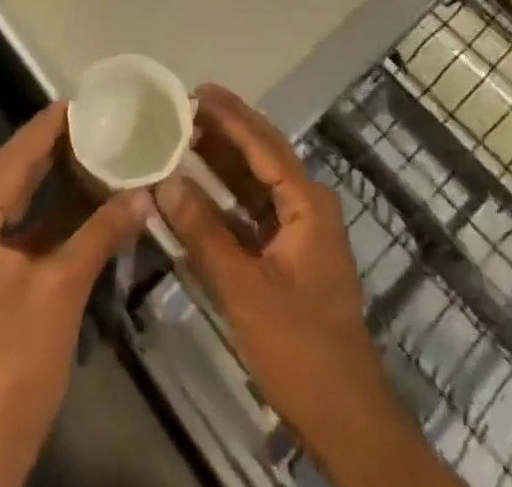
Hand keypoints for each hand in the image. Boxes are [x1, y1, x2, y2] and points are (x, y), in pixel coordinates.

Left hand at [0, 103, 149, 486]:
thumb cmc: (15, 364)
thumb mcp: (62, 290)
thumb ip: (101, 233)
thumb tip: (144, 194)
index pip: (11, 159)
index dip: (48, 128)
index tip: (84, 100)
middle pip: (7, 173)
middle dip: (50, 147)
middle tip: (95, 119)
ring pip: (9, 196)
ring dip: (48, 175)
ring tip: (90, 144)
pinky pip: (9, 223)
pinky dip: (41, 208)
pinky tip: (76, 191)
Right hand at [155, 85, 458, 486]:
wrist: (346, 420)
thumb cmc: (300, 349)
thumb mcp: (244, 289)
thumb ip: (203, 232)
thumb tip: (165, 181)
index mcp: (307, 205)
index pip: (263, 145)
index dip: (230, 115)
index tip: (197, 90)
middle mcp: (308, 207)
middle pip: (262, 155)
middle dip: (225, 130)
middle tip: (184, 106)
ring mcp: (301, 233)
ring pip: (257, 182)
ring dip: (224, 161)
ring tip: (184, 135)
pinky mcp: (290, 256)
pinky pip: (254, 212)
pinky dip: (226, 198)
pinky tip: (196, 190)